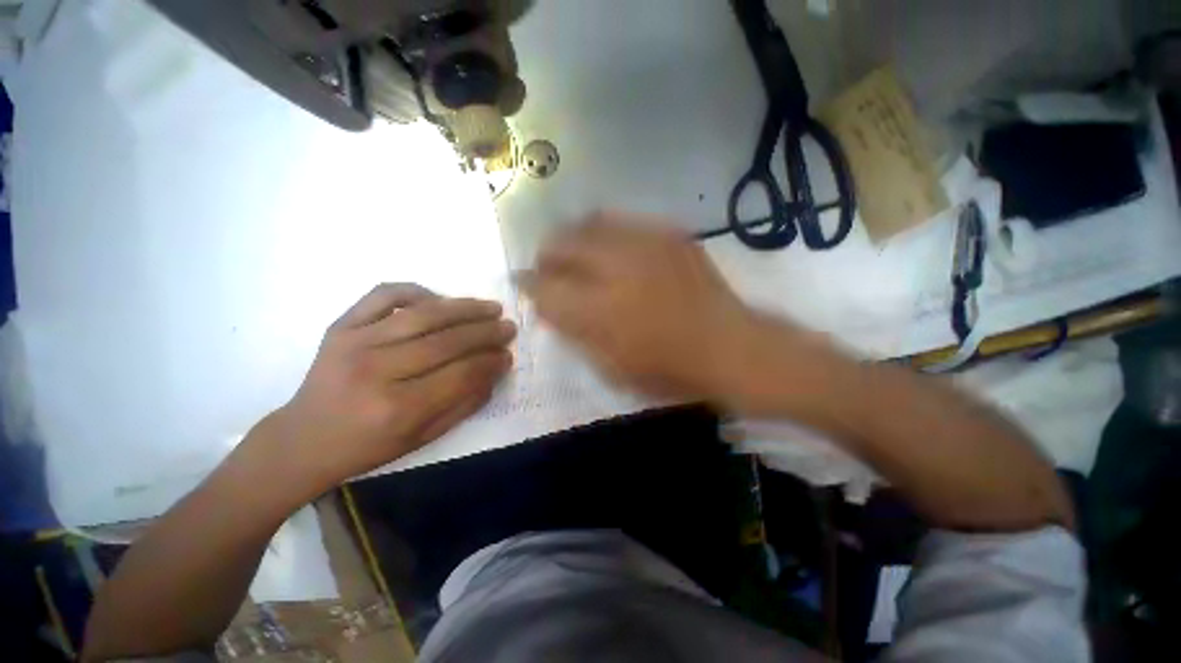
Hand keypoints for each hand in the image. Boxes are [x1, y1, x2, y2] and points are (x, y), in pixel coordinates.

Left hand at [261, 284, 515, 492]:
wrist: (303, 439)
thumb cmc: (367, 446)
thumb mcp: (422, 438)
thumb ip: (464, 404)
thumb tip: (495, 371)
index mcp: (397, 408)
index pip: (461, 374)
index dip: (491, 362)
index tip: (509, 355)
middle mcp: (376, 371)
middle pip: (447, 342)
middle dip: (486, 332)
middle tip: (509, 327)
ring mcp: (355, 343)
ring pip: (424, 314)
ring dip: (464, 308)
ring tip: (490, 307)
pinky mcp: (341, 326)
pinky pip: (384, 295)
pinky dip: (416, 290)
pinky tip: (438, 299)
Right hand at [520, 211, 780, 403]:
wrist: (729, 346)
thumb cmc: (668, 369)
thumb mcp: (612, 368)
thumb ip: (575, 333)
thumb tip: (550, 306)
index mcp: (600, 310)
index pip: (544, 287)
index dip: (528, 284)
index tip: (523, 282)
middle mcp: (617, 268)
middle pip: (561, 244)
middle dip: (546, 255)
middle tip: (548, 267)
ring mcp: (646, 244)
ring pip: (589, 223)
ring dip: (573, 238)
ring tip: (575, 253)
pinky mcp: (669, 234)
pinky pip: (623, 221)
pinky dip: (605, 233)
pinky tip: (611, 248)